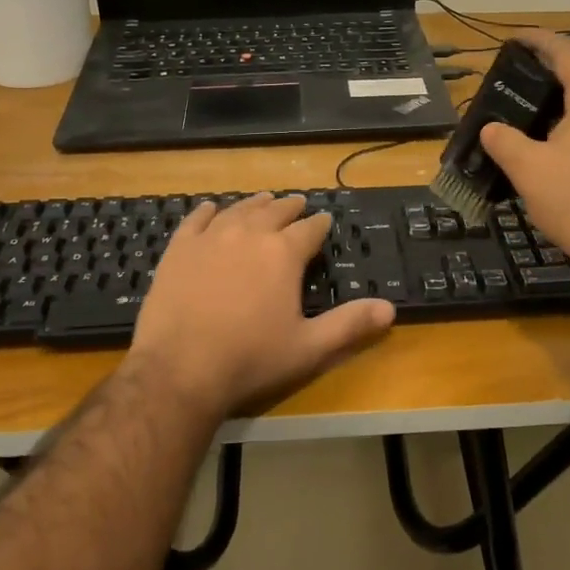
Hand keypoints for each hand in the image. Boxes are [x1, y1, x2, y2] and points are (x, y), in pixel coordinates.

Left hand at [129, 193, 395, 417]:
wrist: (179, 369)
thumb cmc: (250, 359)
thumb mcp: (308, 348)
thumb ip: (349, 325)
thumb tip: (390, 308)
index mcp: (283, 254)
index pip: (309, 229)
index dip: (320, 224)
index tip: (325, 220)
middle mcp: (249, 234)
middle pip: (274, 211)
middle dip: (290, 207)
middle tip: (298, 204)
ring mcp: (210, 238)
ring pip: (239, 210)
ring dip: (255, 203)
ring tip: (264, 200)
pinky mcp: (180, 249)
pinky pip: (196, 220)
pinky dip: (208, 211)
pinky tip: (212, 208)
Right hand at [479, 29, 569, 282]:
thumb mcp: (528, 169)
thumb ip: (504, 141)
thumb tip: (490, 129)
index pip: (569, 54)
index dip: (541, 40)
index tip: (514, 38)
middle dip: (543, 77)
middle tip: (510, 84)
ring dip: (552, 109)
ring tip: (519, 121)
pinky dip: (563, 132)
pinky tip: (542, 155)